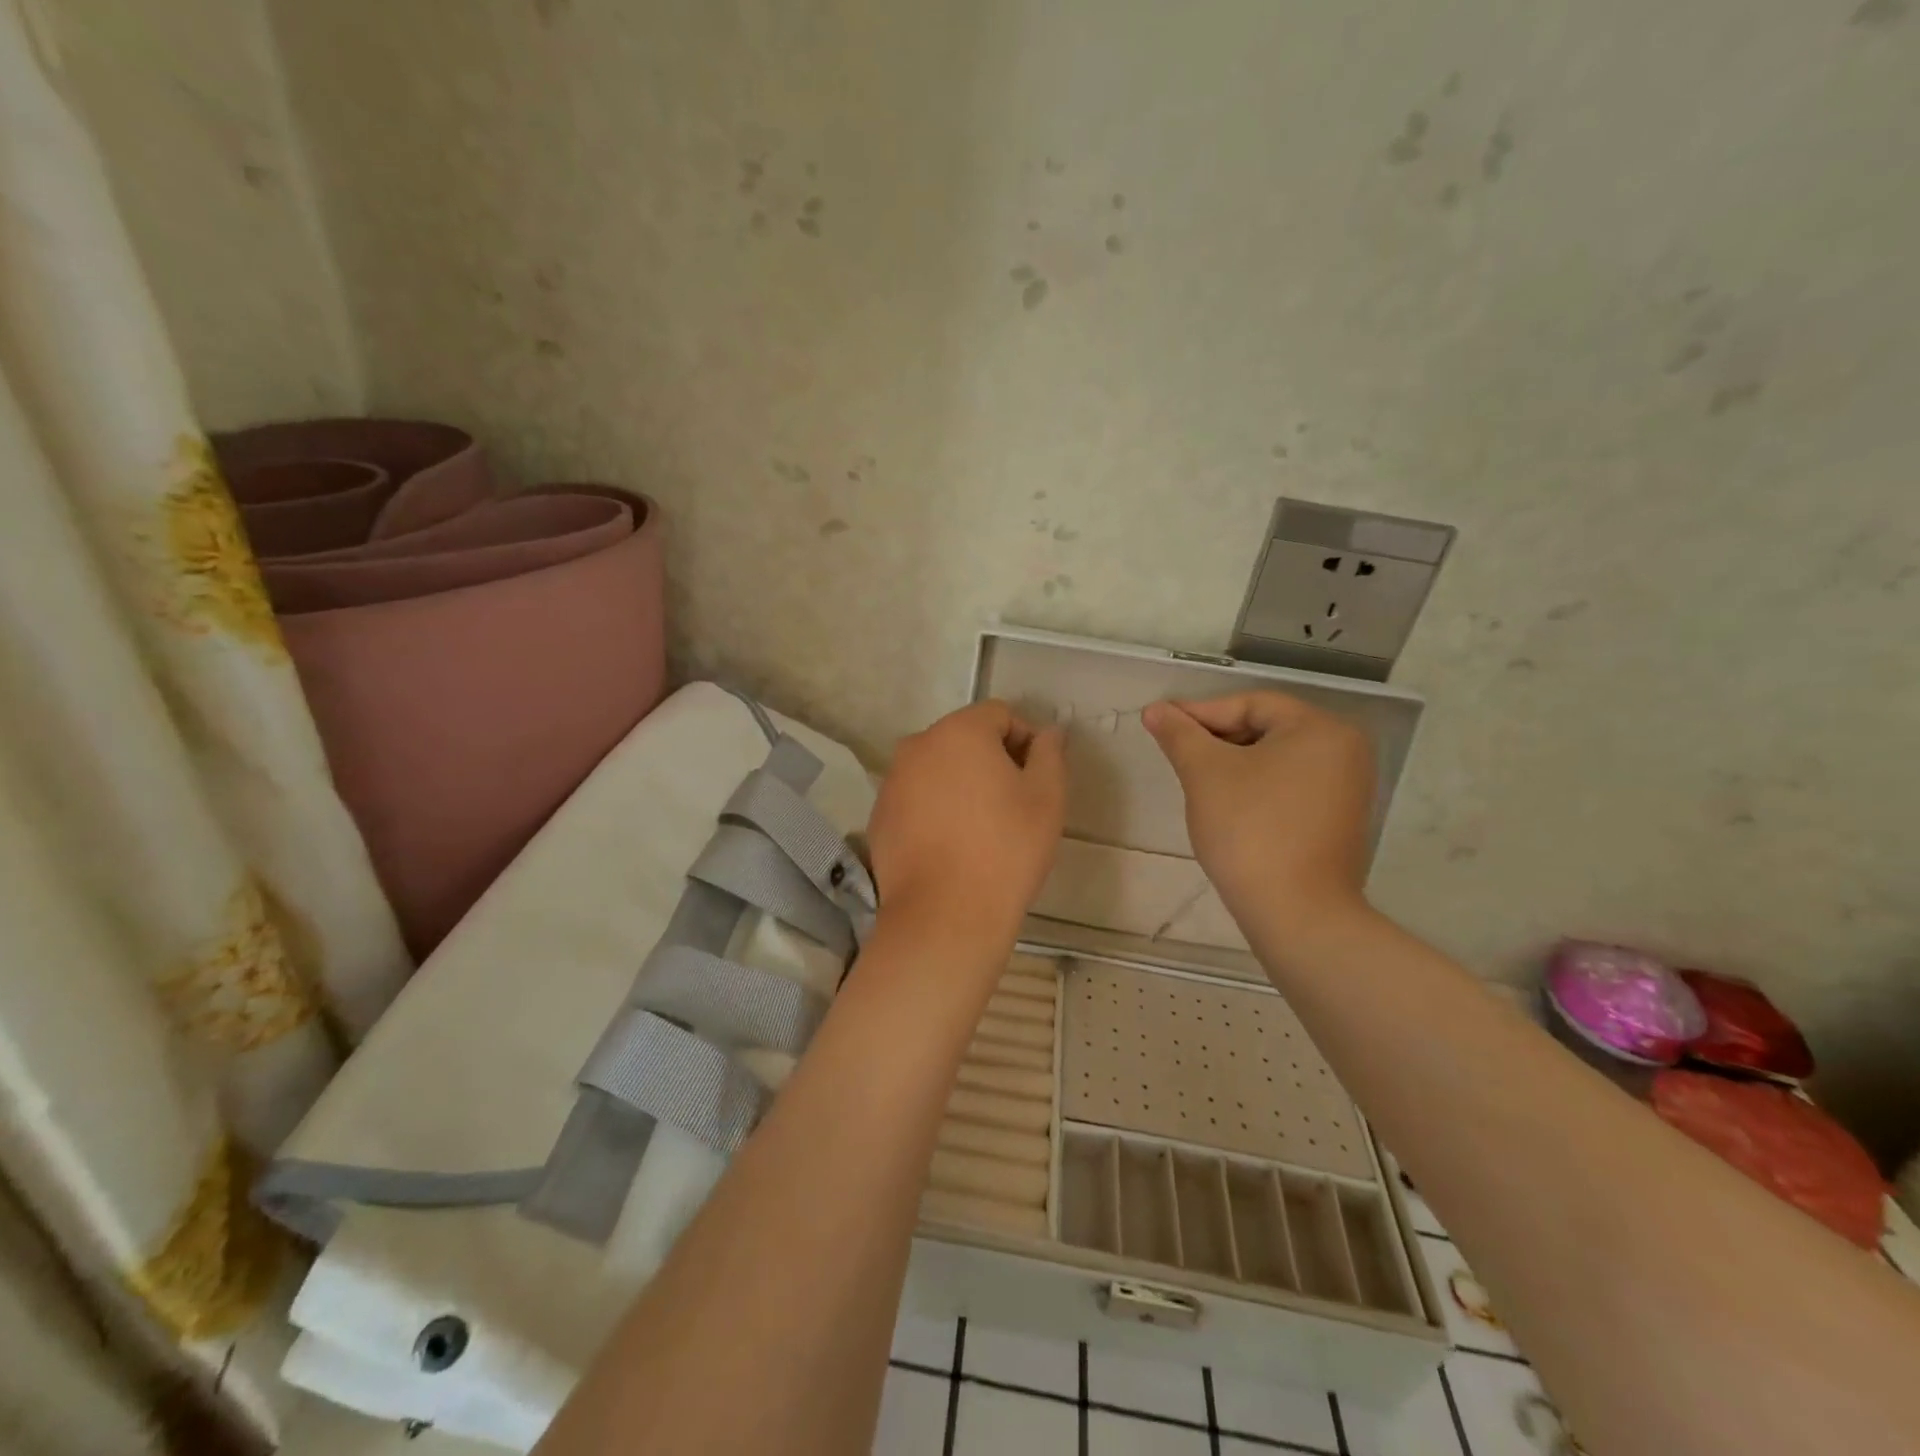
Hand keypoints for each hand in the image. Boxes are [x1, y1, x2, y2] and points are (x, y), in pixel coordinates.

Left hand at [867, 700, 1066, 946]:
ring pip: (937, 768)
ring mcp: (892, 781)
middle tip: (1013, 803)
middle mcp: (918, 745)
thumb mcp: (1047, 798)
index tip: (1037, 778)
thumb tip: (1048, 733)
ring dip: (961, 783)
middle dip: (991, 759)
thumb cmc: (1005, 849)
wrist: (945, 914)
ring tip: (981, 827)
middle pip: (964, 738)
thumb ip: (1050, 754)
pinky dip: (935, 808)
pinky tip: (951, 845)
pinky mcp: (879, 816)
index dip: (1025, 739)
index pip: (999, 714)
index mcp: (959, 731)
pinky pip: (915, 798)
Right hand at [1142, 692, 1374, 937]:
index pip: (1251, 705)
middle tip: (1176, 752)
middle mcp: (1344, 750)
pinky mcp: (1338, 820)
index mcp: (1320, 729)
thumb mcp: (1205, 773)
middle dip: (1217, 739)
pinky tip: (1226, 805)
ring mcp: (1347, 788)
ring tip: (1195, 778)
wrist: (1296, 913)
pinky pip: (1289, 786)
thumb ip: (1179, 734)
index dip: (1201, 712)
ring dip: (1233, 763)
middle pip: (1266, 729)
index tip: (1160, 724)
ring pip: (1276, 759)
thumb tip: (1155, 709)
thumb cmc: (1250, 830)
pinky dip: (1255, 786)